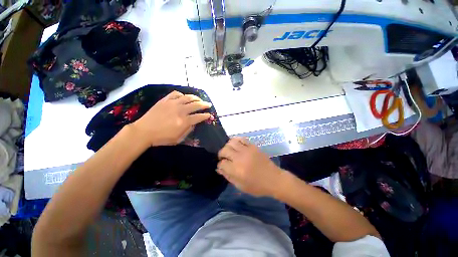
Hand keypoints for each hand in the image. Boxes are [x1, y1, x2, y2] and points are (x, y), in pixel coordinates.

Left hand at [131, 91, 211, 146]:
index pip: (199, 116)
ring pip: (188, 97)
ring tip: (199, 99)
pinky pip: (175, 94)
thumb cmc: (162, 137)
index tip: (209, 115)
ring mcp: (173, 103)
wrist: (144, 131)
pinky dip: (182, 94)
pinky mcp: (165, 100)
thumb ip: (188, 130)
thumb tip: (194, 123)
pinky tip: (183, 97)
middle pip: (196, 105)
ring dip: (196, 97)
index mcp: (184, 121)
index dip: (206, 115)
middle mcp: (181, 110)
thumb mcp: (178, 138)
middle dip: (204, 104)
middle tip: (208, 104)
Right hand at [217, 138, 283, 196]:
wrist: (274, 179)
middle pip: (225, 150)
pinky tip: (236, 145)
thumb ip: (228, 176)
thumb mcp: (240, 186)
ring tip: (229, 151)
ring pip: (231, 142)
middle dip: (221, 154)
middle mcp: (240, 158)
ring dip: (227, 146)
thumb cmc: (257, 186)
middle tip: (223, 158)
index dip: (220, 165)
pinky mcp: (252, 146)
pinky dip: (236, 141)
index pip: (222, 163)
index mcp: (237, 170)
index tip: (221, 166)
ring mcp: (247, 150)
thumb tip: (219, 169)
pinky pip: (241, 139)